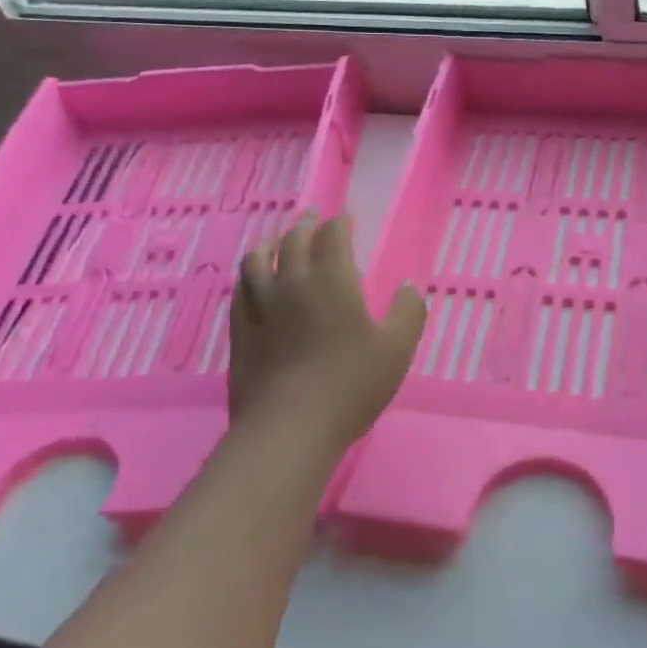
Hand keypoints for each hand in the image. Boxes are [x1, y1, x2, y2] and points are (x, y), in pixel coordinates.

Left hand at [230, 212, 426, 454]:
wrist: (289, 428)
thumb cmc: (351, 384)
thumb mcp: (397, 348)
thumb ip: (408, 312)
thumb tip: (408, 286)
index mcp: (331, 280)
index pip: (332, 236)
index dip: (340, 224)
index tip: (346, 220)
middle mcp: (292, 283)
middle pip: (293, 241)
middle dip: (305, 226)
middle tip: (312, 219)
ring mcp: (260, 308)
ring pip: (257, 261)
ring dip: (269, 244)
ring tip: (275, 242)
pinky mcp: (240, 333)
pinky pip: (239, 292)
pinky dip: (247, 277)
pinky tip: (250, 283)